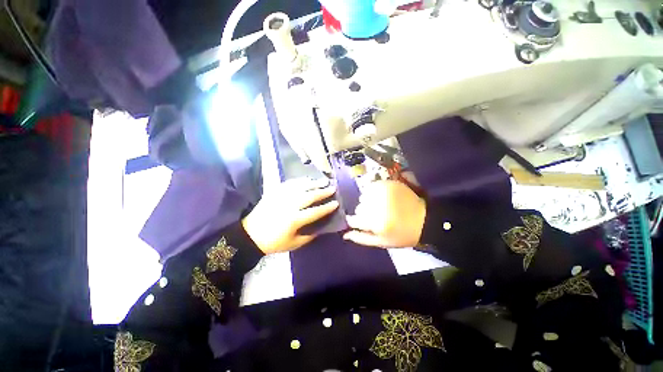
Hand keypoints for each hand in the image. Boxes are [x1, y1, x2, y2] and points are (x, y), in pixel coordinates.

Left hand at [242, 178, 338, 253]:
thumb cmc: (273, 242)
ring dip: (313, 183)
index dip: (327, 208)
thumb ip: (309, 236)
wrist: (250, 235)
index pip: (315, 212)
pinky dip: (300, 181)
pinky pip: (289, 184)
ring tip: (323, 181)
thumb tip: (321, 228)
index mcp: (294, 220)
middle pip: (309, 196)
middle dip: (323, 192)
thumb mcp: (294, 244)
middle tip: (332, 188)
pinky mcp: (274, 192)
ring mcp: (281, 197)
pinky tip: (306, 180)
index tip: (336, 203)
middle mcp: (289, 206)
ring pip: (301, 187)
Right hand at [343, 181, 425, 247]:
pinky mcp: (389, 184)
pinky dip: (373, 192)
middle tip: (376, 216)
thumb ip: (361, 238)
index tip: (362, 222)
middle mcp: (378, 206)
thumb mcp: (381, 242)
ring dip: (368, 202)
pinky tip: (381, 197)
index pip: (354, 219)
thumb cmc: (401, 234)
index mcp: (375, 222)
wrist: (423, 220)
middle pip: (359, 208)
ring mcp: (383, 192)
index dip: (356, 221)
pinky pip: (372, 187)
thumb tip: (344, 234)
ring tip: (380, 206)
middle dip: (364, 213)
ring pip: (364, 196)